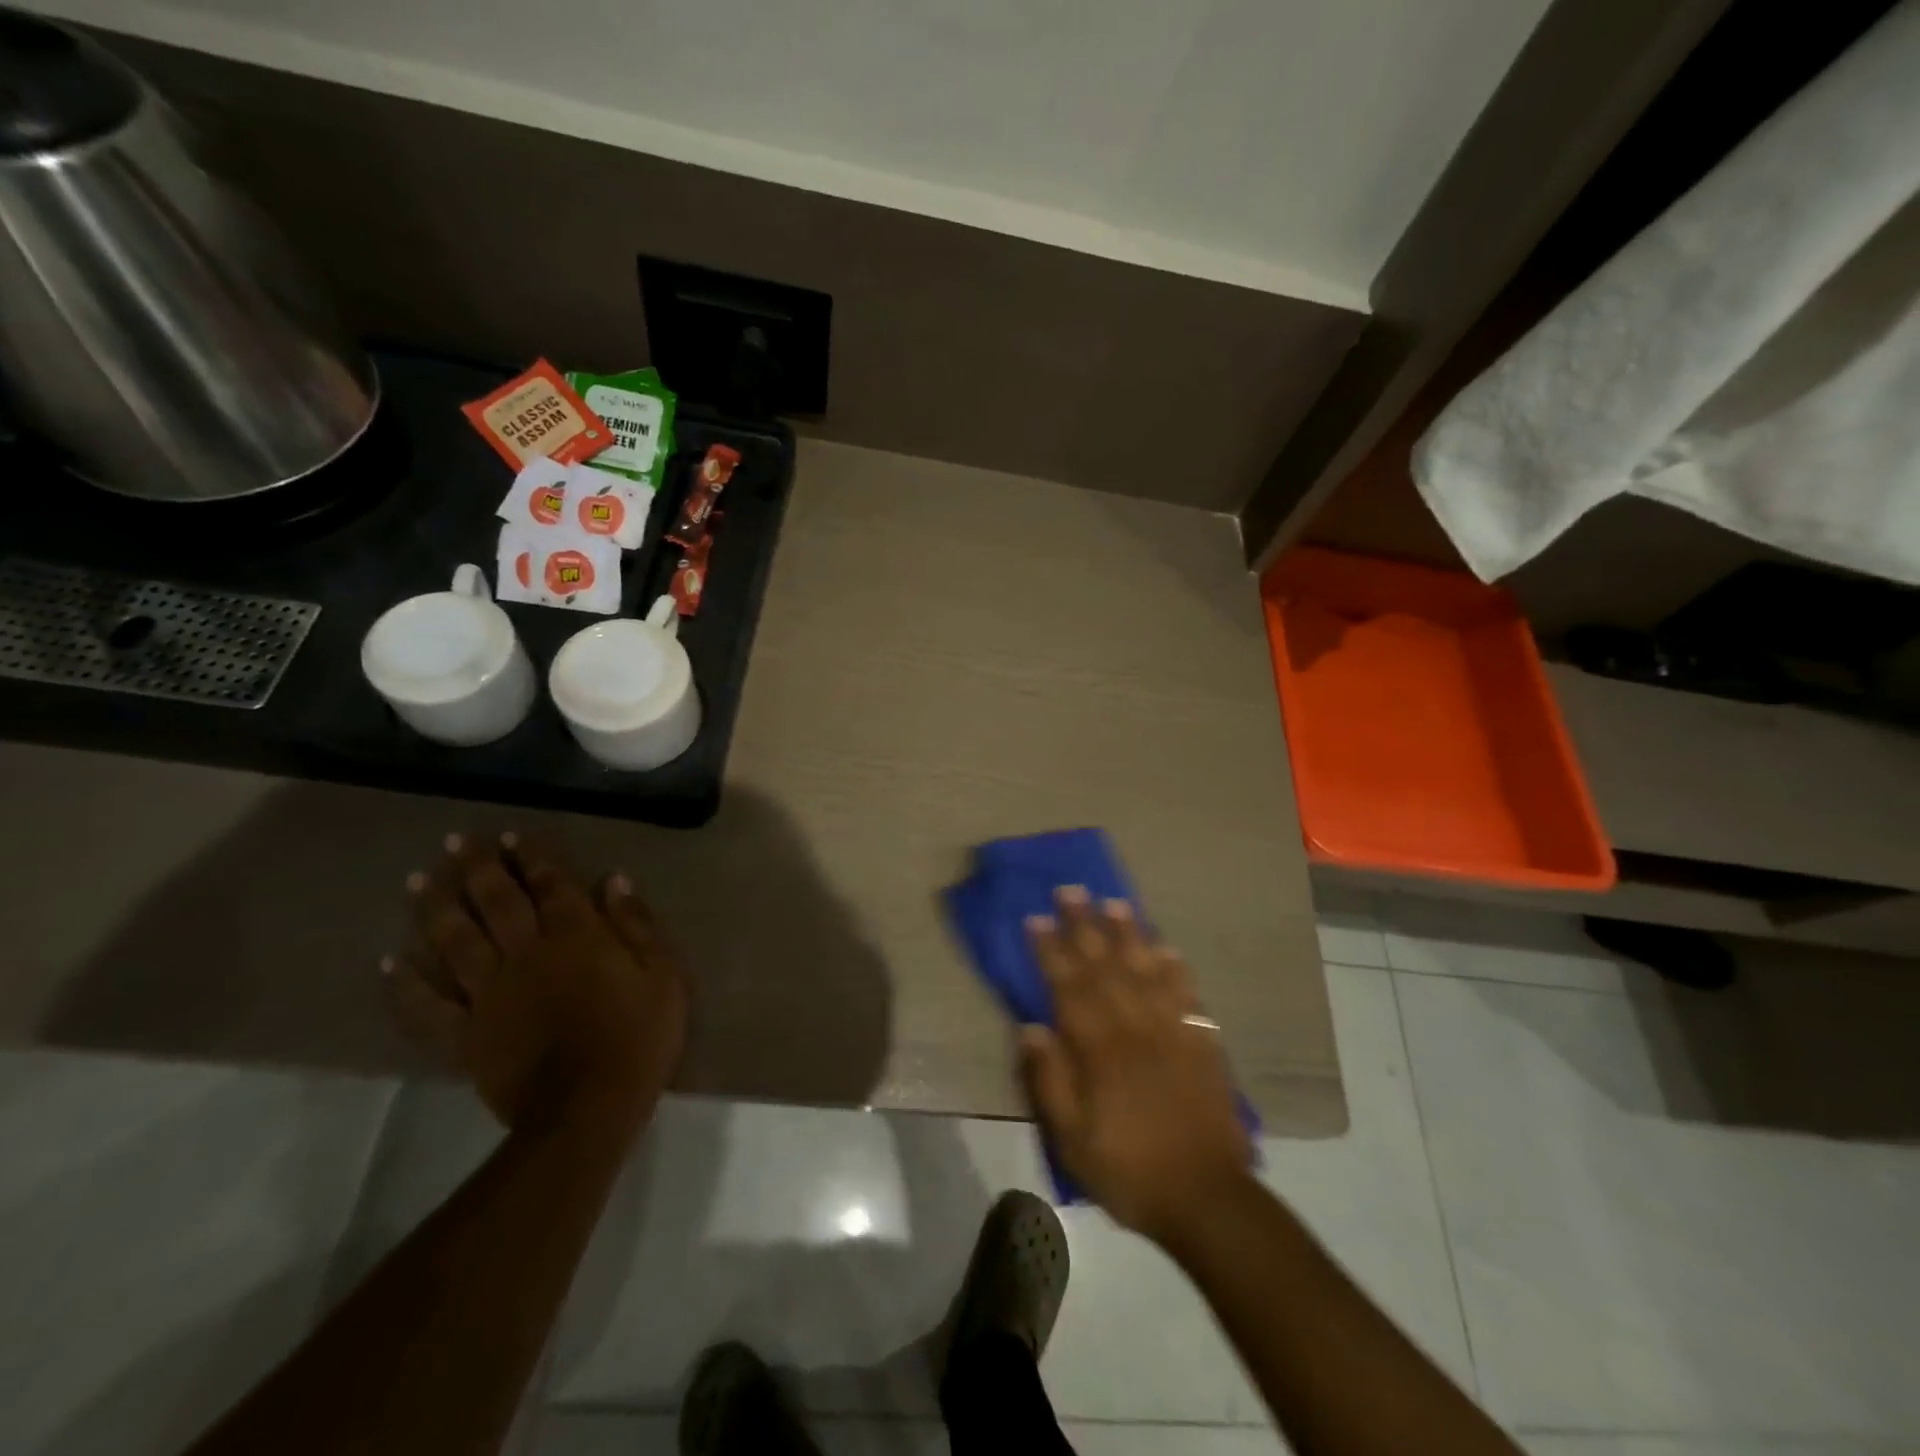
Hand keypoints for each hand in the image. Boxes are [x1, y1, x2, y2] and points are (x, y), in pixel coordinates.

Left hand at [384, 833, 687, 1135]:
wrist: (589, 1109)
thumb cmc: (639, 1037)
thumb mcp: (663, 974)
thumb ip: (638, 924)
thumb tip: (614, 880)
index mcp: (577, 936)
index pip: (550, 884)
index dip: (530, 857)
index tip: (510, 835)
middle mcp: (527, 953)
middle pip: (496, 902)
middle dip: (476, 868)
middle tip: (455, 841)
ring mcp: (490, 994)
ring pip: (455, 941)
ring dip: (436, 908)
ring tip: (419, 879)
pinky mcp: (466, 1035)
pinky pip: (428, 1007)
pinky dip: (406, 985)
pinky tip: (390, 962)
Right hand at [1020, 886, 1251, 1245]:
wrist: (1207, 1198)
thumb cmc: (1129, 1170)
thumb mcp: (1073, 1140)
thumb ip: (1051, 1081)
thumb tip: (1031, 1027)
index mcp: (1100, 1050)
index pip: (1069, 987)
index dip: (1050, 950)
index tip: (1036, 918)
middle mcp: (1135, 1028)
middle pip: (1105, 966)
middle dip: (1085, 926)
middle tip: (1071, 889)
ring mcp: (1172, 1032)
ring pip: (1147, 971)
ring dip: (1129, 934)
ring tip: (1116, 902)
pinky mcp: (1201, 1043)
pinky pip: (1187, 995)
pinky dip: (1176, 968)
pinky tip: (1167, 948)